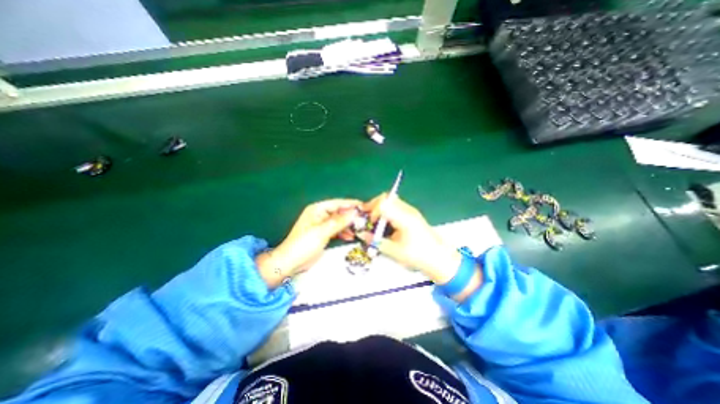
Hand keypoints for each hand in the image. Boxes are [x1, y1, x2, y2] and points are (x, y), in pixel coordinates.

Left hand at [257, 198, 359, 287]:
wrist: (291, 262)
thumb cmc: (304, 244)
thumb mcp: (322, 232)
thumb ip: (339, 222)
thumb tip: (354, 214)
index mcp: (317, 209)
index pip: (337, 203)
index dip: (351, 204)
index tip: (364, 206)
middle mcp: (320, 215)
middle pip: (339, 212)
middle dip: (351, 216)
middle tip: (365, 220)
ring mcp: (322, 225)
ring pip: (339, 221)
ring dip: (349, 225)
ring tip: (359, 229)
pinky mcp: (323, 234)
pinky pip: (337, 230)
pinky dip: (344, 232)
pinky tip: (351, 236)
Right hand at [360, 193, 460, 284]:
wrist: (440, 259)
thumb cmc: (419, 256)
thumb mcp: (394, 251)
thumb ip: (375, 241)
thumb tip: (361, 234)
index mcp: (404, 218)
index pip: (384, 203)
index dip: (372, 210)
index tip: (369, 222)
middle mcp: (408, 210)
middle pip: (387, 198)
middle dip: (374, 206)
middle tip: (368, 218)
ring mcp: (411, 211)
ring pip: (391, 201)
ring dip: (380, 209)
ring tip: (375, 222)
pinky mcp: (412, 215)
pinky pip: (396, 207)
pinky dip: (387, 212)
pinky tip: (385, 225)